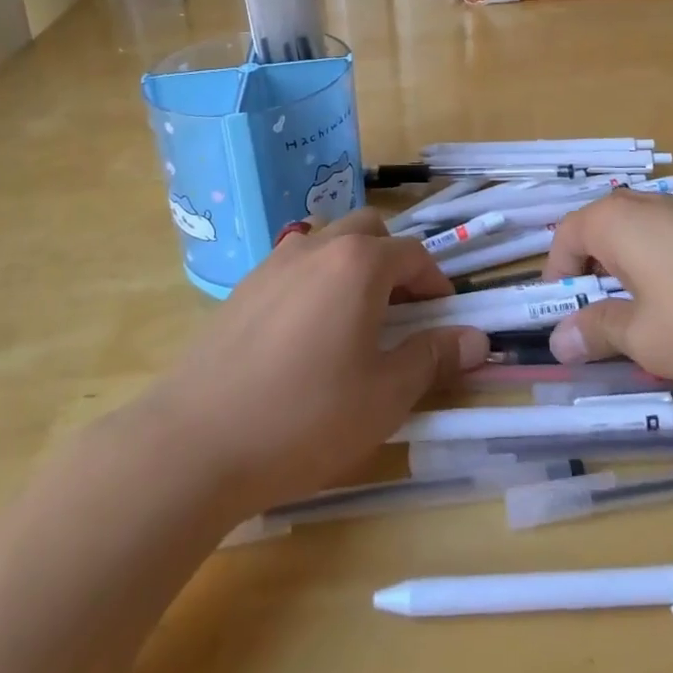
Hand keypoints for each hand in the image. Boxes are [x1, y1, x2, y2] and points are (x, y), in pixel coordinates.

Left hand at [134, 210, 489, 516]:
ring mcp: (274, 264)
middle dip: (393, 260)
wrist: (195, 442)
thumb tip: (477, 338)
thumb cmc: (305, 417)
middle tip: (401, 310)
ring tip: (354, 320)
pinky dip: (315, 281)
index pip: (413, 254)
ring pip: (327, 243)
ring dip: (352, 266)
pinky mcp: (243, 288)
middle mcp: (316, 248)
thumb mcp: (385, 396)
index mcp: (358, 264)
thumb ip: (433, 357)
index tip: (443, 317)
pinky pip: (293, 266)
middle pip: (368, 231)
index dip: (436, 282)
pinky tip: (305, 334)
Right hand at [539, 191, 672, 392]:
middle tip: (610, 330)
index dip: (557, 279)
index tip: (565, 321)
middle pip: (606, 238)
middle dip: (600, 283)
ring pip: (647, 246)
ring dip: (640, 285)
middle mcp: (649, 205)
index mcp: (615, 221)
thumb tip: (559, 338)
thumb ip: (598, 333)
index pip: (564, 237)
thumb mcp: (646, 339)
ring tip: (662, 332)